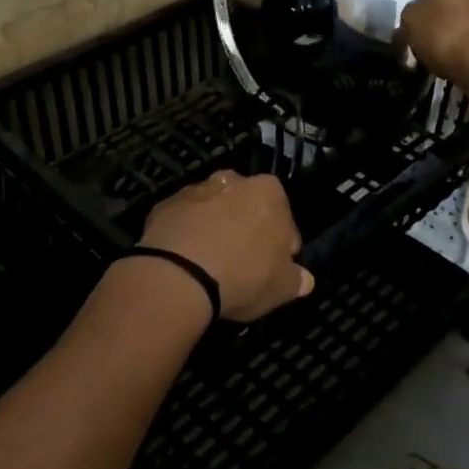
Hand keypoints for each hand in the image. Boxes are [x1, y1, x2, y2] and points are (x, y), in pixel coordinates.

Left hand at [139, 171, 314, 322]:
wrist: (178, 275)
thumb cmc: (243, 276)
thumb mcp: (282, 287)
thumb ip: (296, 279)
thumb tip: (304, 279)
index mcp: (268, 192)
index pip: (284, 217)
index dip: (282, 243)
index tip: (276, 264)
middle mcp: (232, 180)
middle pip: (245, 205)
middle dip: (246, 227)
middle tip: (243, 262)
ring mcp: (195, 190)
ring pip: (212, 209)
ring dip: (214, 228)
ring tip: (210, 264)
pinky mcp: (164, 205)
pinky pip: (183, 220)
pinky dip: (186, 235)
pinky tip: (185, 261)